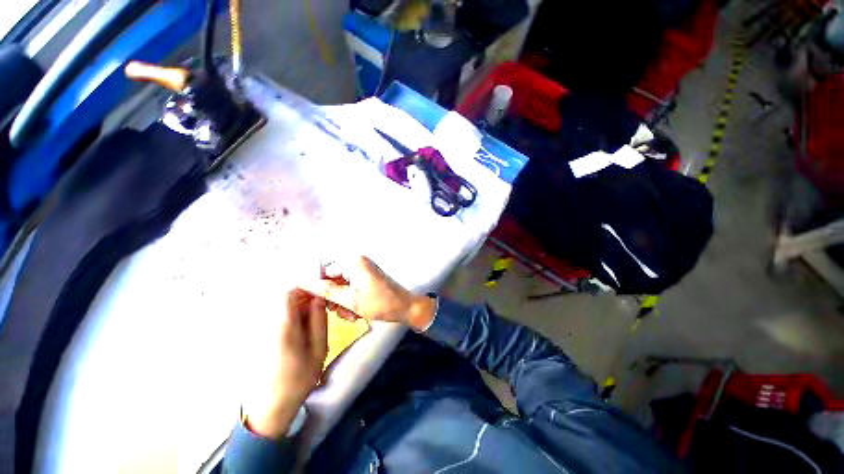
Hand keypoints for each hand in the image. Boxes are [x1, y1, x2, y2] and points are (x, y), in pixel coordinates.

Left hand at [243, 289, 327, 438]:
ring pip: (280, 309)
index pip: (288, 292)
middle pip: (284, 299)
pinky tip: (298, 336)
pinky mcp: (258, 339)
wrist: (269, 409)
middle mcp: (267, 324)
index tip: (320, 295)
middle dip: (304, 300)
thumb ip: (319, 321)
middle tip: (319, 313)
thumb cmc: (298, 380)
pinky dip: (289, 321)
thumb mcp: (318, 350)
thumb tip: (318, 299)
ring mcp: (260, 332)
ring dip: (297, 311)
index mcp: (283, 325)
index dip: (305, 289)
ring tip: (310, 328)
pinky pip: (275, 320)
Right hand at [306, 256, 436, 330]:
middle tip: (339, 312)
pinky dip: (350, 301)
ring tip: (351, 315)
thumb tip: (304, 283)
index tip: (312, 303)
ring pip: (341, 287)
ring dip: (342, 302)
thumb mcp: (351, 300)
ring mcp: (363, 271)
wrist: (406, 308)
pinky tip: (355, 313)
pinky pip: (351, 288)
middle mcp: (357, 262)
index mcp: (354, 262)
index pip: (325, 271)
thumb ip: (326, 292)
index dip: (318, 288)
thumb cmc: (380, 303)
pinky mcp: (367, 278)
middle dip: (334, 298)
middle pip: (333, 280)